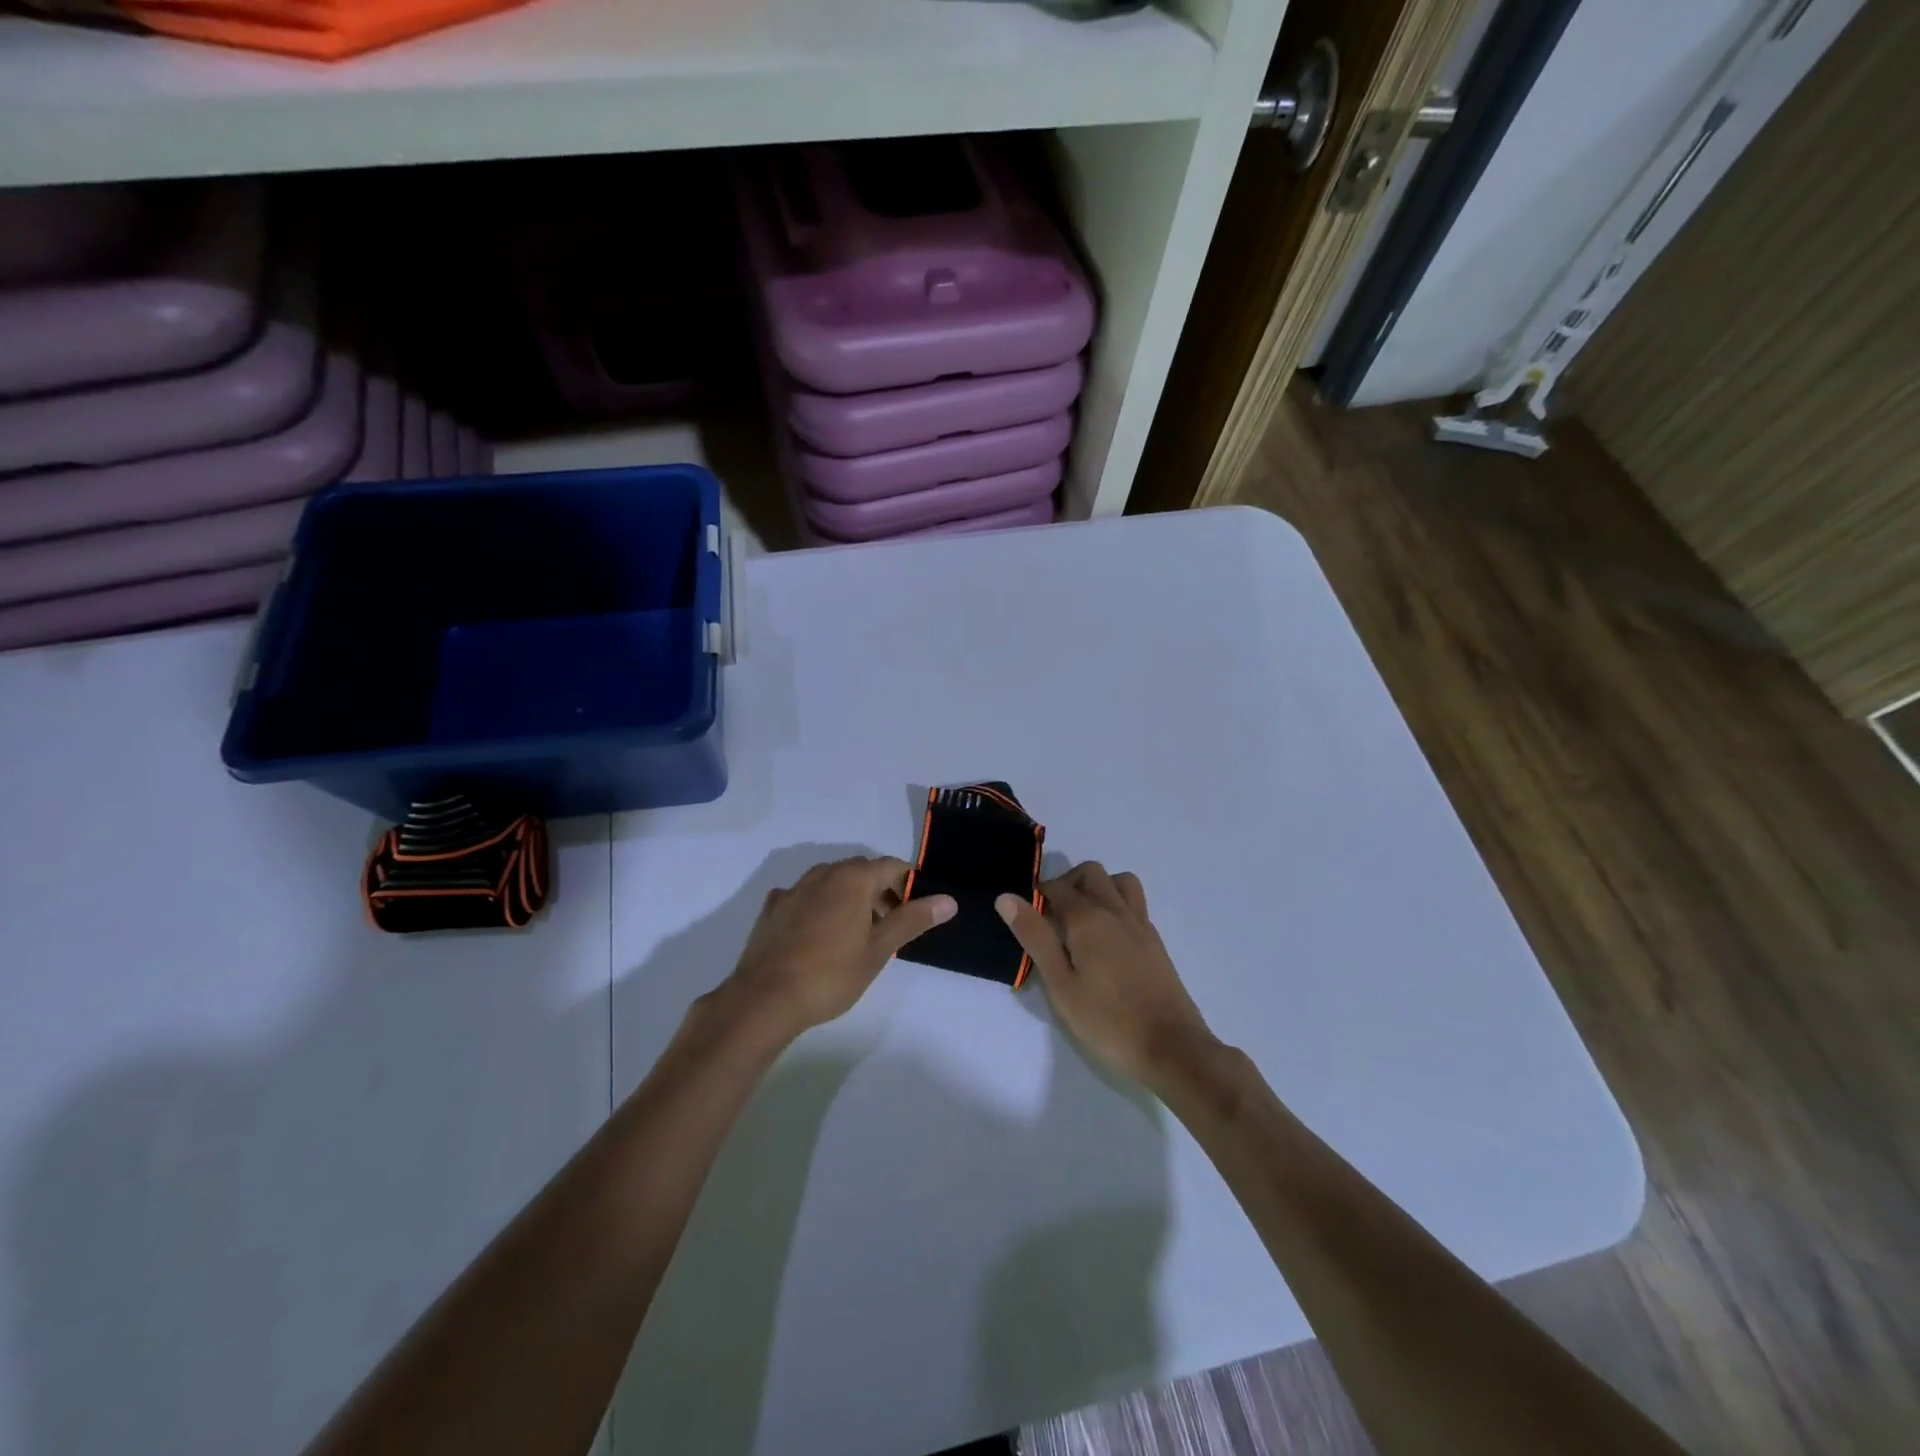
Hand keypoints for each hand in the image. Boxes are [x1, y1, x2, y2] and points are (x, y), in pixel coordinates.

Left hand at [720, 856, 954, 1041]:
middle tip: (891, 925)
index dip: (908, 883)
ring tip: (859, 933)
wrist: (764, 999)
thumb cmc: (830, 974)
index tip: (917, 909)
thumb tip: (948, 899)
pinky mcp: (773, 908)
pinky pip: (805, 897)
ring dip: (850, 898)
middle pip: (861, 871)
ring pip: (832, 882)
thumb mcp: (879, 949)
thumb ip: (912, 920)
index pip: (891, 866)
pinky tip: (819, 934)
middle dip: (881, 891)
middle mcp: (823, 874)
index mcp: (852, 878)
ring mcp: (794, 889)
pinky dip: (820, 907)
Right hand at [997, 863, 1214, 1085]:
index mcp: (1089, 918)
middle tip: (1051, 916)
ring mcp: (1140, 924)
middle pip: (1090, 873)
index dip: (1037, 895)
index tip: (1026, 916)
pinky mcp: (1155, 942)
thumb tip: (1006, 898)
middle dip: (1067, 883)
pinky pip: (1134, 904)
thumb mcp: (1060, 984)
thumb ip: (1035, 937)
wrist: (1171, 1047)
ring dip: (1098, 887)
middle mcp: (1116, 911)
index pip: (1056, 888)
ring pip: (1119, 881)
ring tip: (1082, 919)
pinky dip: (1116, 904)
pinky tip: (1107, 938)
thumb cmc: (1107, 1020)